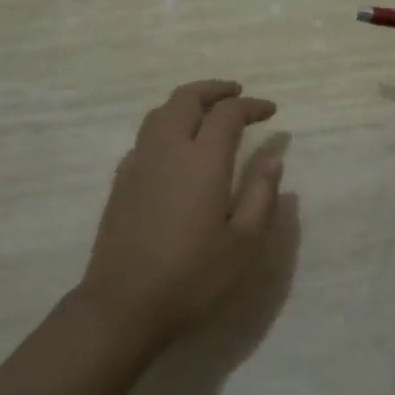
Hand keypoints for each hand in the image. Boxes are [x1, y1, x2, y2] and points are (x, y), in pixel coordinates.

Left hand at [78, 80, 283, 342]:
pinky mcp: (121, 180)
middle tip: (238, 94)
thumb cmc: (192, 276)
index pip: (228, 113)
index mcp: (203, 160)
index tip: (270, 112)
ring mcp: (139, 162)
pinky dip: (166, 125)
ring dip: (187, 102)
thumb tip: (272, 158)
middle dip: (215, 90)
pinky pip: (145, 136)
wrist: (123, 304)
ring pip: (161, 112)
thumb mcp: (243, 242)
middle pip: (187, 98)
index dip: (252, 106)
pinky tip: (176, 147)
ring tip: (208, 111)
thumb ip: (261, 194)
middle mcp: (168, 150)